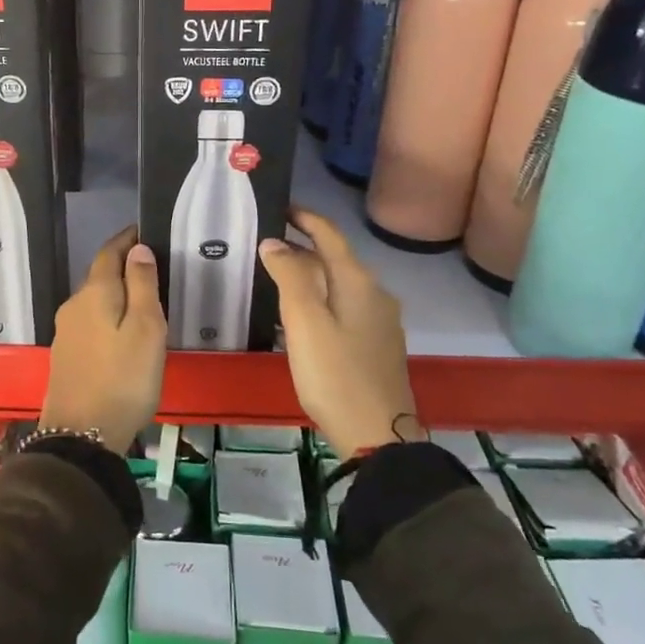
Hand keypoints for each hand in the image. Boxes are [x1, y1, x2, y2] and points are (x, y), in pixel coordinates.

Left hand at [41, 227, 166, 452]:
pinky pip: (90, 322)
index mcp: (94, 293)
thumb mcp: (145, 329)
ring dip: (115, 293)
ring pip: (94, 301)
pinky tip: (121, 332)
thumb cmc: (123, 379)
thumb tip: (137, 248)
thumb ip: (141, 285)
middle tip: (152, 267)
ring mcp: (66, 332)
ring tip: (142, 299)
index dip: (126, 239)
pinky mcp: (66, 356)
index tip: (145, 230)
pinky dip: (107, 316)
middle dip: (122, 266)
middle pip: (99, 276)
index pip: (109, 252)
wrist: (81, 435)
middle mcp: (74, 305)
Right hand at [258, 206, 420, 457]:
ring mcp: (380, 322)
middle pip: (335, 260)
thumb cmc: (335, 374)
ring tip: (275, 279)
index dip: (305, 218)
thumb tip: (274, 243)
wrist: (378, 436)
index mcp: (359, 282)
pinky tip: (299, 319)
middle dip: (302, 248)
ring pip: (339, 286)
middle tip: (264, 246)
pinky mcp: (377, 346)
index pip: (330, 235)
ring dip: (309, 276)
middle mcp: (375, 294)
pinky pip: (344, 308)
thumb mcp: (305, 323)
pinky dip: (320, 301)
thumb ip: (289, 277)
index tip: (279, 207)